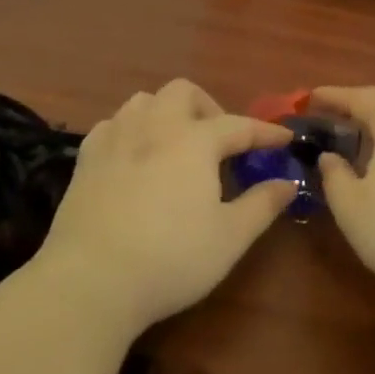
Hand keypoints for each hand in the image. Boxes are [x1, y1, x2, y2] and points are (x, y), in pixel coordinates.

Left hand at [37, 79, 295, 336]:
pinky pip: (113, 124)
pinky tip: (134, 156)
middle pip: (184, 92)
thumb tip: (288, 182)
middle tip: (219, 142)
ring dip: (167, 112)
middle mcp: (156, 126)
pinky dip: (131, 130)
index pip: (239, 125)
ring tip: (176, 143)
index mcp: (195, 140)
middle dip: (208, 107)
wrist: (91, 281)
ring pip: (144, 100)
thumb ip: (262, 204)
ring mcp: (116, 138)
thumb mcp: (229, 238)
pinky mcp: (86, 158)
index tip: (285, 138)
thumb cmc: (170, 259)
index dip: (265, 132)